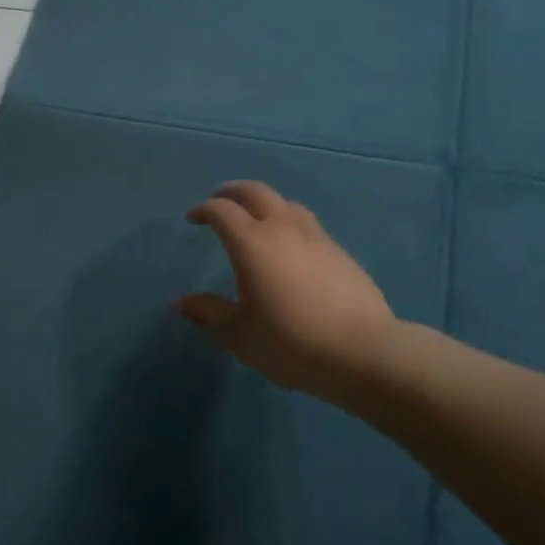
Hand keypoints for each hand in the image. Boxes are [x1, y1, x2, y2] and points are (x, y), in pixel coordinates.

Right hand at [178, 181, 400, 410]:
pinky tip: (290, 248)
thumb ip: (209, 314)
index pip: (222, 211)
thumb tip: (181, 302)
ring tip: (256, 220)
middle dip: (232, 192)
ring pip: (286, 203)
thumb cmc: (291, 343)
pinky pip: (307, 224)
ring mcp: (316, 238)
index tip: (193, 219)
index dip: (204, 210)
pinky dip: (289, 223)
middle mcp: (283, 229)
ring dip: (264, 204)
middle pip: (255, 192)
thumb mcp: (240, 335)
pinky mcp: (340, 252)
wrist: (363, 352)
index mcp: (252, 243)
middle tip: (219, 201)